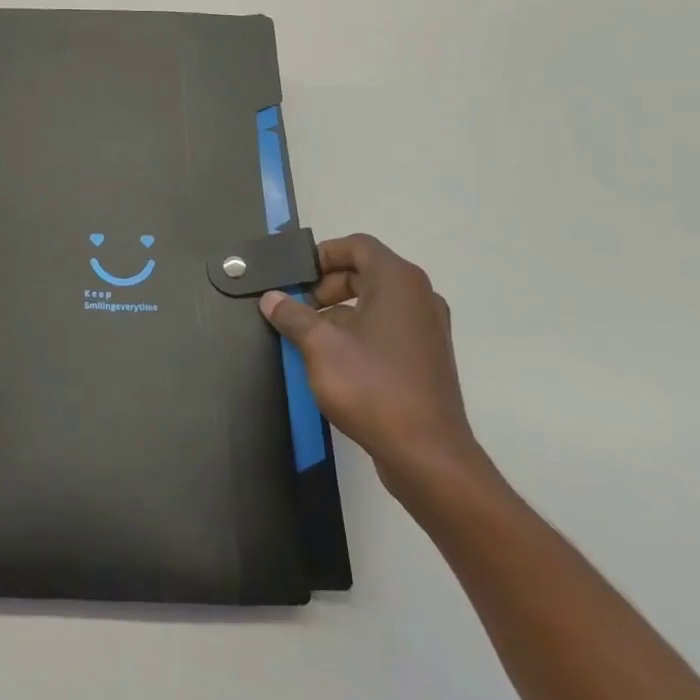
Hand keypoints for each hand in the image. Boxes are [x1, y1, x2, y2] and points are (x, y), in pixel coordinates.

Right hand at [260, 234, 483, 498]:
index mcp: (398, 282)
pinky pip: (387, 327)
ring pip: (375, 302)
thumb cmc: (372, 387)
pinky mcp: (427, 357)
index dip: (322, 254)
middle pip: (366, 272)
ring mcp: (427, 329)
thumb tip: (272, 298)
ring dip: (339, 311)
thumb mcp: (319, 346)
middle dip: (326, 285)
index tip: (294, 276)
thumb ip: (292, 315)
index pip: (358, 245)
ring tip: (308, 337)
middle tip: (297, 307)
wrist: (427, 454)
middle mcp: (419, 297)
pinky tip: (334, 360)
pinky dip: (359, 331)